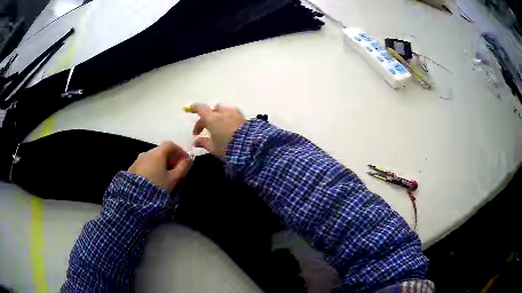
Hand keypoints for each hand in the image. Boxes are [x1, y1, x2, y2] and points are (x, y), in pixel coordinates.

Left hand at [128, 142, 191, 192]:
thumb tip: (189, 159)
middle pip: (161, 150)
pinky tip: (154, 178)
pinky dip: (152, 166)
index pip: (170, 145)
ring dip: (160, 162)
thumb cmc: (158, 186)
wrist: (136, 197)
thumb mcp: (173, 179)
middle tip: (176, 168)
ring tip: (164, 175)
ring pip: (152, 157)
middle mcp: (147, 153)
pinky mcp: (133, 167)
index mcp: (157, 154)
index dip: (179, 150)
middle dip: (170, 157)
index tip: (185, 160)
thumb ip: (183, 167)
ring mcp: (138, 160)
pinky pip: (145, 163)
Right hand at [188, 103, 244, 155]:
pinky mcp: (242, 116)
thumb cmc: (227, 147)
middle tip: (202, 130)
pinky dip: (225, 117)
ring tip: (215, 127)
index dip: (193, 108)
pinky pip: (230, 113)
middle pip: (210, 111)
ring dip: (216, 117)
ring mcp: (233, 112)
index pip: (200, 108)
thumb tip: (196, 141)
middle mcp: (222, 112)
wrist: (250, 145)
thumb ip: (203, 142)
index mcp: (212, 118)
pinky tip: (226, 126)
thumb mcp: (213, 147)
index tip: (188, 109)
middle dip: (205, 119)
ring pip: (221, 111)